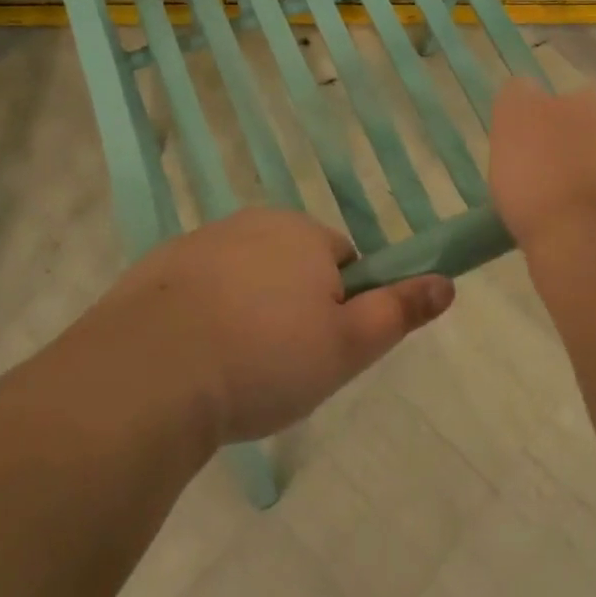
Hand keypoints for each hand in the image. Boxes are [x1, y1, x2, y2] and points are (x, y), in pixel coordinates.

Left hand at [85, 208, 454, 444]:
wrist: (148, 373)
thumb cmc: (263, 358)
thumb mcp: (346, 347)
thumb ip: (398, 311)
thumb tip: (447, 283)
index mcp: (302, 233)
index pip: (341, 261)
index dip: (339, 307)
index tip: (319, 350)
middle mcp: (253, 224)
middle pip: (291, 265)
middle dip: (292, 307)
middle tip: (278, 367)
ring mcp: (200, 242)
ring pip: (244, 277)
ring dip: (246, 312)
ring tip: (232, 370)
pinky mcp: (157, 269)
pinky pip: (198, 289)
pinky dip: (203, 316)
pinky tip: (192, 361)